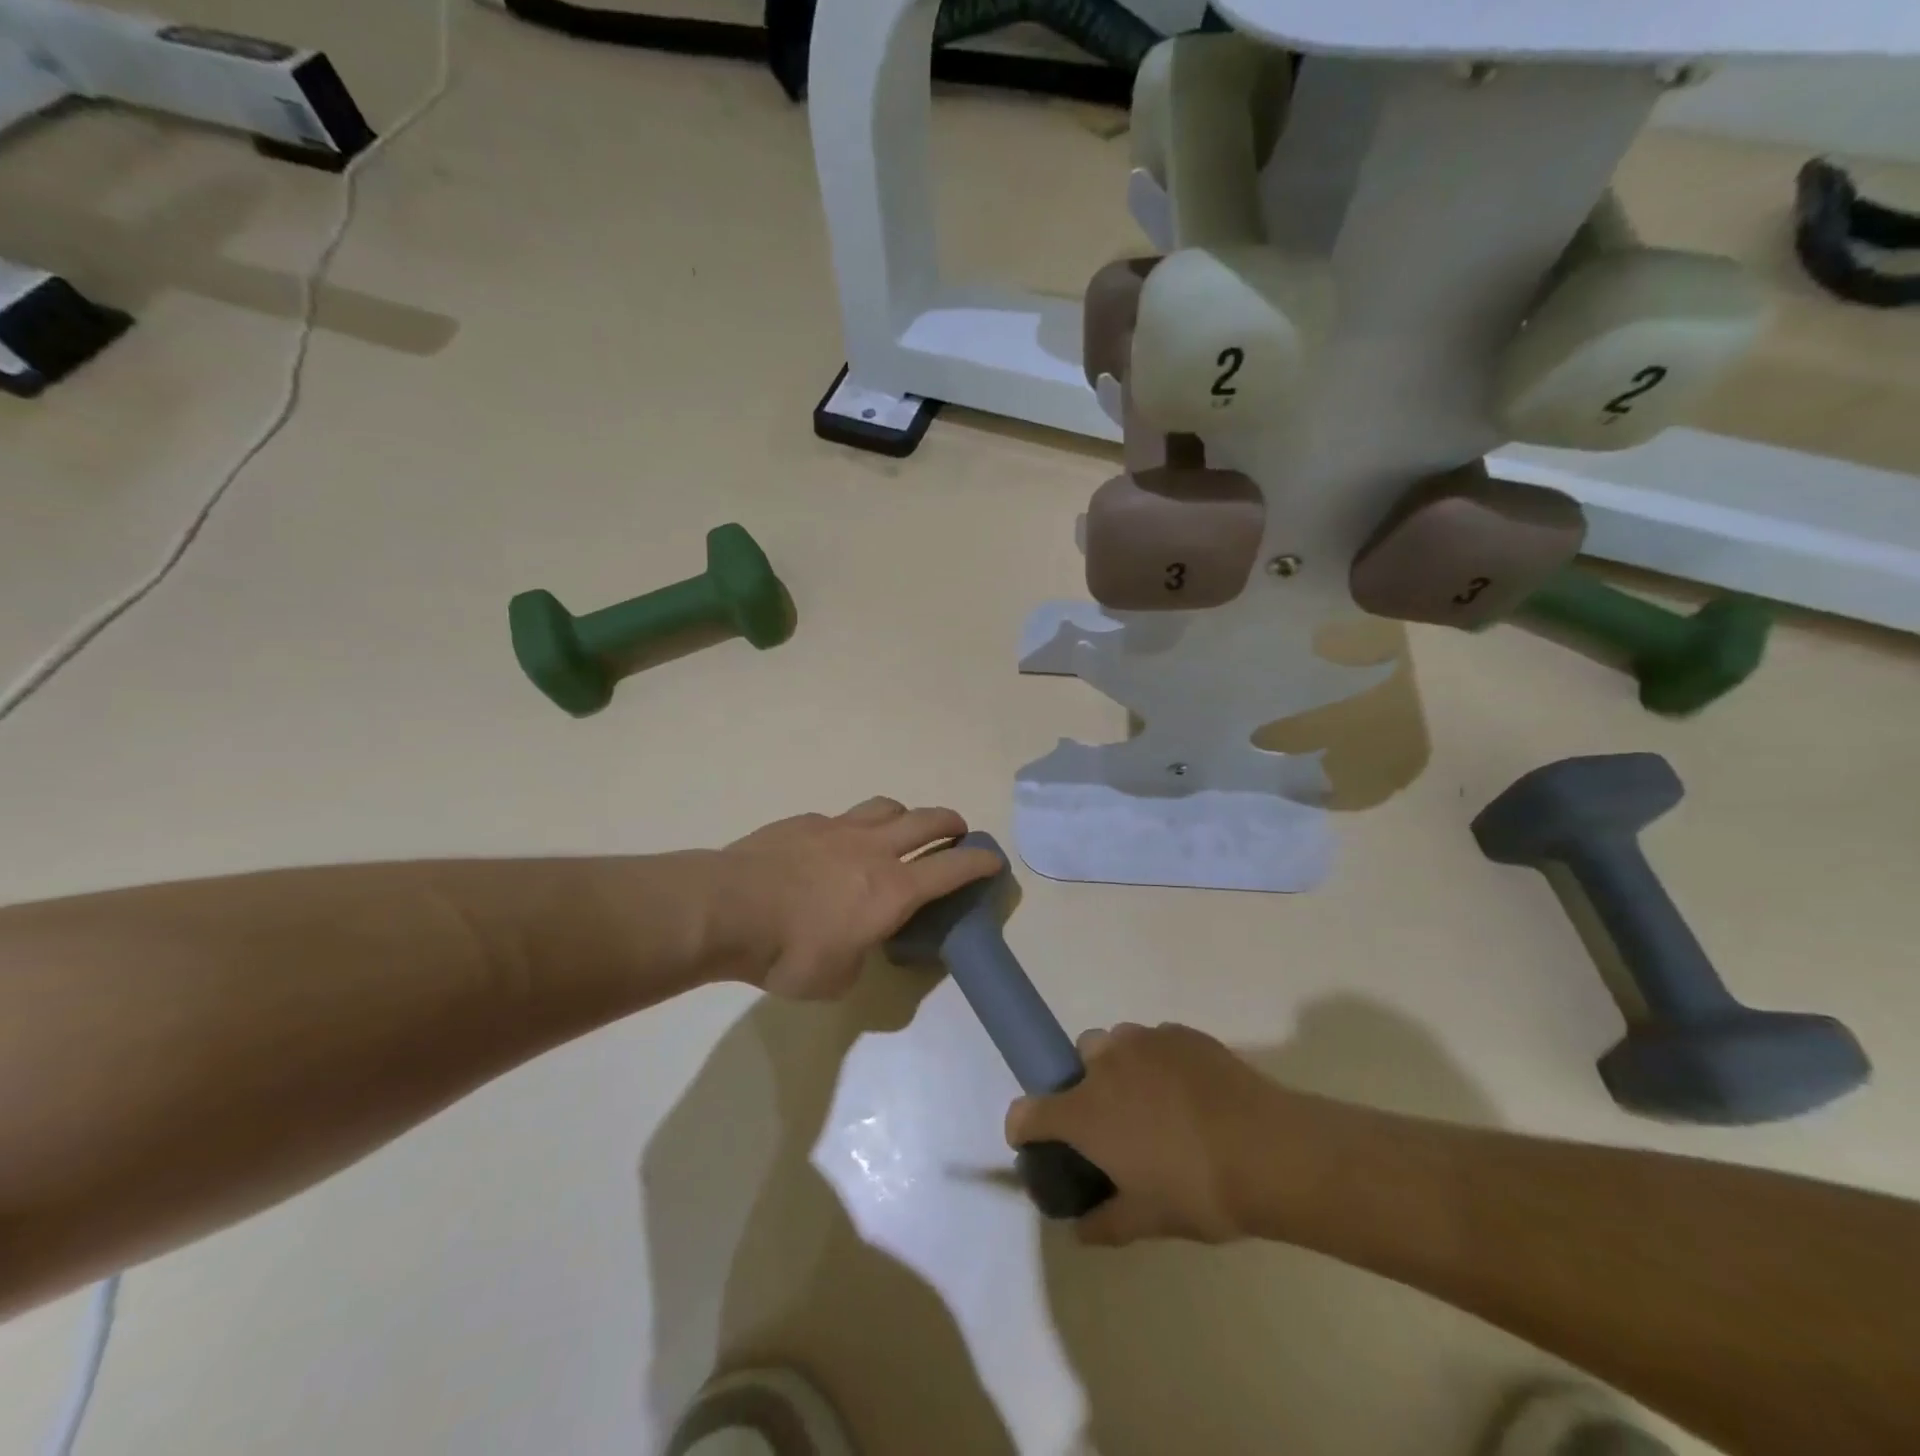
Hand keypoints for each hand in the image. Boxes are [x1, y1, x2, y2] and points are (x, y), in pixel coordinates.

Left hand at [714, 797, 1000, 999]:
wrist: (727, 909)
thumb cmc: (788, 954)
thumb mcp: (837, 978)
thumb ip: (860, 956)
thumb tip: (859, 945)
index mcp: (892, 891)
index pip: (952, 870)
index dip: (979, 863)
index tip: (994, 859)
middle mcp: (874, 850)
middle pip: (927, 821)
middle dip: (950, 824)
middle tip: (956, 832)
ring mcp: (838, 829)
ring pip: (886, 807)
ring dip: (905, 815)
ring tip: (902, 828)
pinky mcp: (805, 822)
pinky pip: (840, 817)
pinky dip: (852, 827)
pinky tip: (835, 845)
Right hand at [1005, 1022, 1288, 1245]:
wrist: (1268, 1149)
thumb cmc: (1198, 1190)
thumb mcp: (1148, 1220)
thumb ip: (1105, 1222)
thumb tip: (1081, 1228)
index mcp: (1086, 1111)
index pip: (1028, 1111)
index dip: (1024, 1127)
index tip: (1035, 1142)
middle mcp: (1105, 1064)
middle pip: (1076, 1063)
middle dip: (1084, 1087)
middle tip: (1114, 1124)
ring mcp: (1143, 1040)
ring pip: (1115, 1044)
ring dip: (1120, 1069)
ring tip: (1154, 1104)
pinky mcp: (1179, 1032)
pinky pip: (1153, 1042)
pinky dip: (1157, 1062)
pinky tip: (1188, 1093)